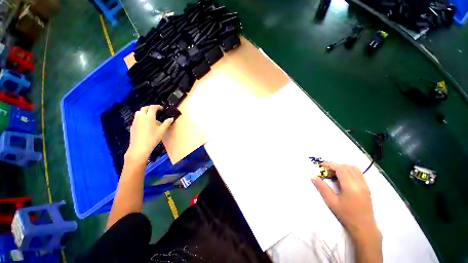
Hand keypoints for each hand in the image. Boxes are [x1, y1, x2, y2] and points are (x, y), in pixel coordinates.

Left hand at [125, 105, 172, 161]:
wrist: (139, 147)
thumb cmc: (152, 138)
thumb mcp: (162, 131)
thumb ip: (167, 123)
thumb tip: (171, 118)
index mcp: (149, 117)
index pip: (153, 107)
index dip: (157, 106)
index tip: (162, 108)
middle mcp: (141, 117)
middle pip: (144, 108)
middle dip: (150, 107)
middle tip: (156, 111)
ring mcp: (135, 121)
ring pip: (139, 112)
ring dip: (144, 111)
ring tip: (150, 116)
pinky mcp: (133, 125)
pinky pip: (137, 118)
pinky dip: (141, 117)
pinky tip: (145, 123)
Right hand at [311, 162, 380, 243]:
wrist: (364, 227)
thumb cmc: (346, 215)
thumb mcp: (331, 201)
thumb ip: (322, 187)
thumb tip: (313, 176)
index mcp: (350, 186)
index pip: (340, 168)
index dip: (330, 164)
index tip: (321, 165)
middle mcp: (359, 183)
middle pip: (347, 167)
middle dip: (335, 166)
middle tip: (326, 171)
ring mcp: (365, 185)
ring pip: (354, 169)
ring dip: (343, 167)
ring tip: (334, 174)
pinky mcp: (367, 188)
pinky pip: (358, 174)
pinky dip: (349, 171)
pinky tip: (344, 179)